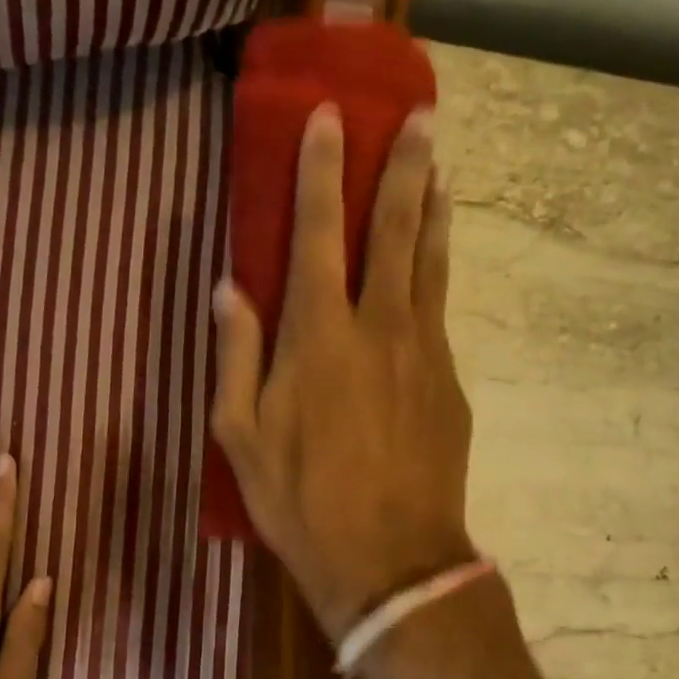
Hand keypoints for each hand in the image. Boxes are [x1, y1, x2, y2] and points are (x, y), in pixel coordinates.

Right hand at [210, 105, 474, 641]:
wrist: (391, 561)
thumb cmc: (302, 501)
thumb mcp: (241, 437)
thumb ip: (235, 355)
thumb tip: (227, 289)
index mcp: (318, 337)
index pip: (319, 233)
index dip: (324, 172)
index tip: (332, 119)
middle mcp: (378, 327)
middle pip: (396, 231)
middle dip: (405, 169)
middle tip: (422, 117)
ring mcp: (424, 352)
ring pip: (432, 264)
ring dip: (435, 210)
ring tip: (442, 169)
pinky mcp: (450, 382)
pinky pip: (438, 312)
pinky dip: (436, 273)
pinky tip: (433, 265)